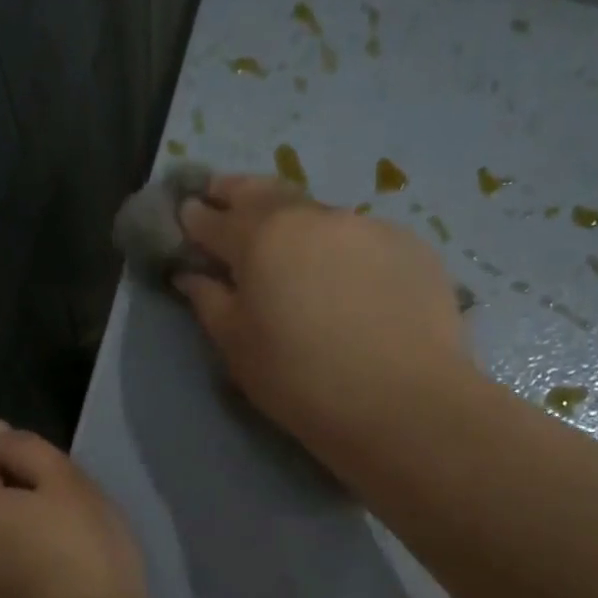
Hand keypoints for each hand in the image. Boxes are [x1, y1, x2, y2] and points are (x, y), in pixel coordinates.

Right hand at [174, 175, 474, 463]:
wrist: (403, 404)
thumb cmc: (300, 381)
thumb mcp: (238, 348)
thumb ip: (210, 302)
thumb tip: (191, 274)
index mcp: (262, 238)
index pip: (217, 219)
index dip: (196, 216)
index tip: (186, 213)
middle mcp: (314, 217)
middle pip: (267, 193)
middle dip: (239, 193)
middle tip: (223, 195)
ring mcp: (368, 226)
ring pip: (318, 215)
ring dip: (295, 223)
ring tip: (289, 245)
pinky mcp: (411, 246)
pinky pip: (361, 239)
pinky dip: (342, 250)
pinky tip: (347, 280)